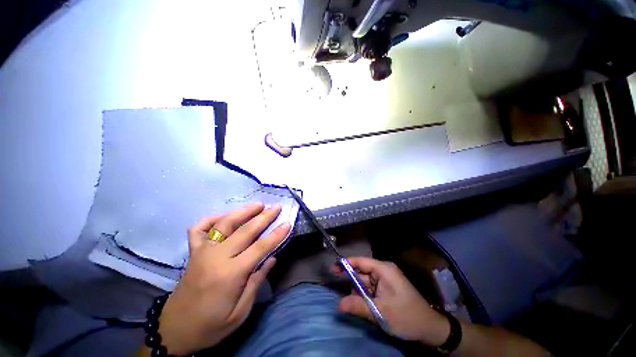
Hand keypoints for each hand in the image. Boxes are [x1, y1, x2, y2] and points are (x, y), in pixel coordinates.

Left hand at [156, 203, 290, 354]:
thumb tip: (272, 258)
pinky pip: (199, 228)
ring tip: (258, 204)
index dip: (276, 234)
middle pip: (245, 230)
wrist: (174, 331)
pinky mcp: (192, 252)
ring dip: (243, 211)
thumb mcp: (240, 312)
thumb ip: (257, 282)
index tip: (287, 223)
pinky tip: (224, 216)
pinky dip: (211, 218)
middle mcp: (216, 257)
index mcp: (230, 274)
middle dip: (264, 216)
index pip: (260, 248)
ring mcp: (202, 252)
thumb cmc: (211, 326)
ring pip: (225, 224)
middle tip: (276, 207)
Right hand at [333, 257, 450, 346]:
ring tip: (353, 303)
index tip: (332, 266)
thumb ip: (358, 306)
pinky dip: (363, 295)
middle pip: (361, 271)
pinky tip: (361, 304)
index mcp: (383, 269)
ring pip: (364, 281)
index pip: (360, 261)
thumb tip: (338, 304)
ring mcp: (385, 280)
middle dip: (350, 279)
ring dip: (357, 291)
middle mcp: (383, 271)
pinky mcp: (385, 289)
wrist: (429, 329)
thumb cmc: (407, 316)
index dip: (346, 263)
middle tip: (335, 283)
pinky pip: (369, 289)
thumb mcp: (381, 312)